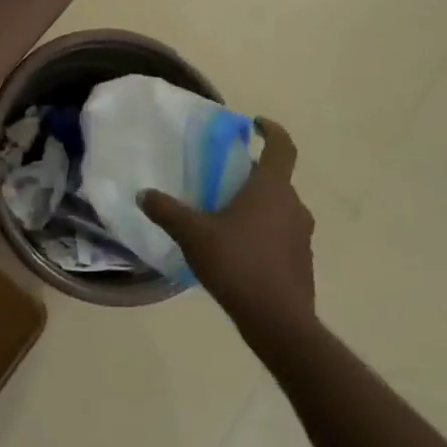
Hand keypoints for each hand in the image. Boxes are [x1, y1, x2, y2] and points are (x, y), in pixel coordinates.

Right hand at [139, 119, 314, 328]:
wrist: (278, 322)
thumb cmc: (237, 264)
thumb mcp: (193, 234)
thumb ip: (167, 211)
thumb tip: (144, 194)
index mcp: (271, 189)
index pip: (282, 147)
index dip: (272, 131)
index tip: (256, 125)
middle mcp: (293, 206)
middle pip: (276, 179)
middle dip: (251, 175)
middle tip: (222, 178)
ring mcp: (301, 236)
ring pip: (279, 208)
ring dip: (257, 205)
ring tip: (226, 216)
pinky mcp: (301, 262)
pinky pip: (281, 235)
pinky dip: (263, 232)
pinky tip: (237, 250)